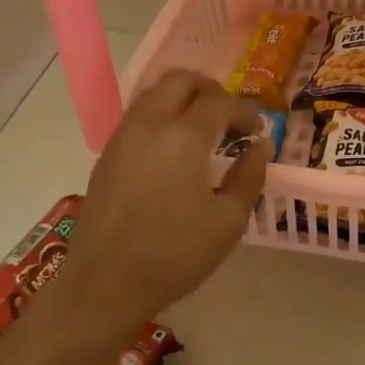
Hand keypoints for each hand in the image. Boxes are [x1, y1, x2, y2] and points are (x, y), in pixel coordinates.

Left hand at [59, 70, 269, 320]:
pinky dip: (162, 116)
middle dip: (211, 90)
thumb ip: (249, 176)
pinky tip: (175, 150)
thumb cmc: (174, 255)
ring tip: (203, 131)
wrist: (104, 284)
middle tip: (229, 118)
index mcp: (183, 137)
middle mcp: (149, 124)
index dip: (245, 110)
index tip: (257, 131)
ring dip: (183, 99)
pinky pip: (138, 116)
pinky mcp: (107, 154)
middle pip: (181, 80)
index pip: (220, 101)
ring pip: (155, 93)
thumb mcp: (228, 221)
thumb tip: (260, 146)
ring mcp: (122, 136)